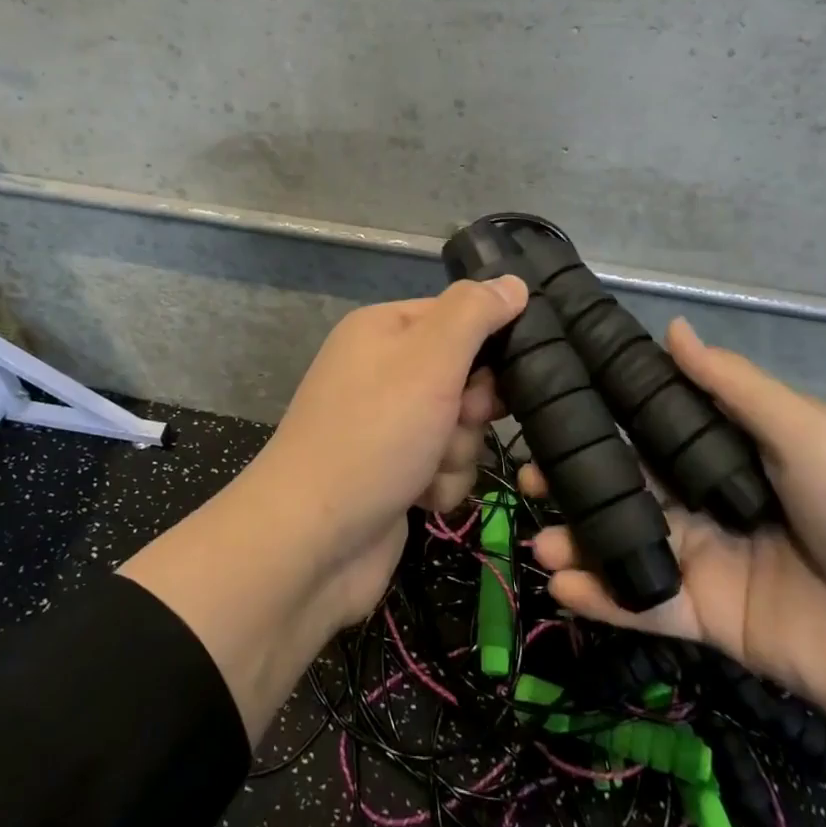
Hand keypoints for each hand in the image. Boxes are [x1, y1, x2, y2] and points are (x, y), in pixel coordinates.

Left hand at [121, 277, 526, 745]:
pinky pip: (444, 466)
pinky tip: (420, 499)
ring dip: (457, 451)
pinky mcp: (394, 472)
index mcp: (382, 329)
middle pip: (464, 374)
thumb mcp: (428, 360)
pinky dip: (441, 483)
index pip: (458, 315)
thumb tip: (514, 282)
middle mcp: (382, 371)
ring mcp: (386, 425)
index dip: (486, 345)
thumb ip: (474, 314)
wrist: (312, 543)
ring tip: (427, 468)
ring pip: (460, 426)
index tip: (498, 373)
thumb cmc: (373, 436)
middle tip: (456, 420)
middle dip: (471, 407)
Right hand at [525, 318, 825, 759]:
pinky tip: (563, 586)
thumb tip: (670, 327)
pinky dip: (605, 597)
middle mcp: (714, 498)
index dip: (604, 414)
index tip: (550, 404)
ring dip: (581, 541)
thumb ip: (734, 388)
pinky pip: (648, 605)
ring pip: (630, 542)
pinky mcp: (713, 621)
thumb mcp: (811, 435)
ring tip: (538, 541)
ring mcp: (711, 561)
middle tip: (527, 479)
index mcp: (737, 448)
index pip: (656, 424)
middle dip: (578, 480)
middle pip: (632, 483)